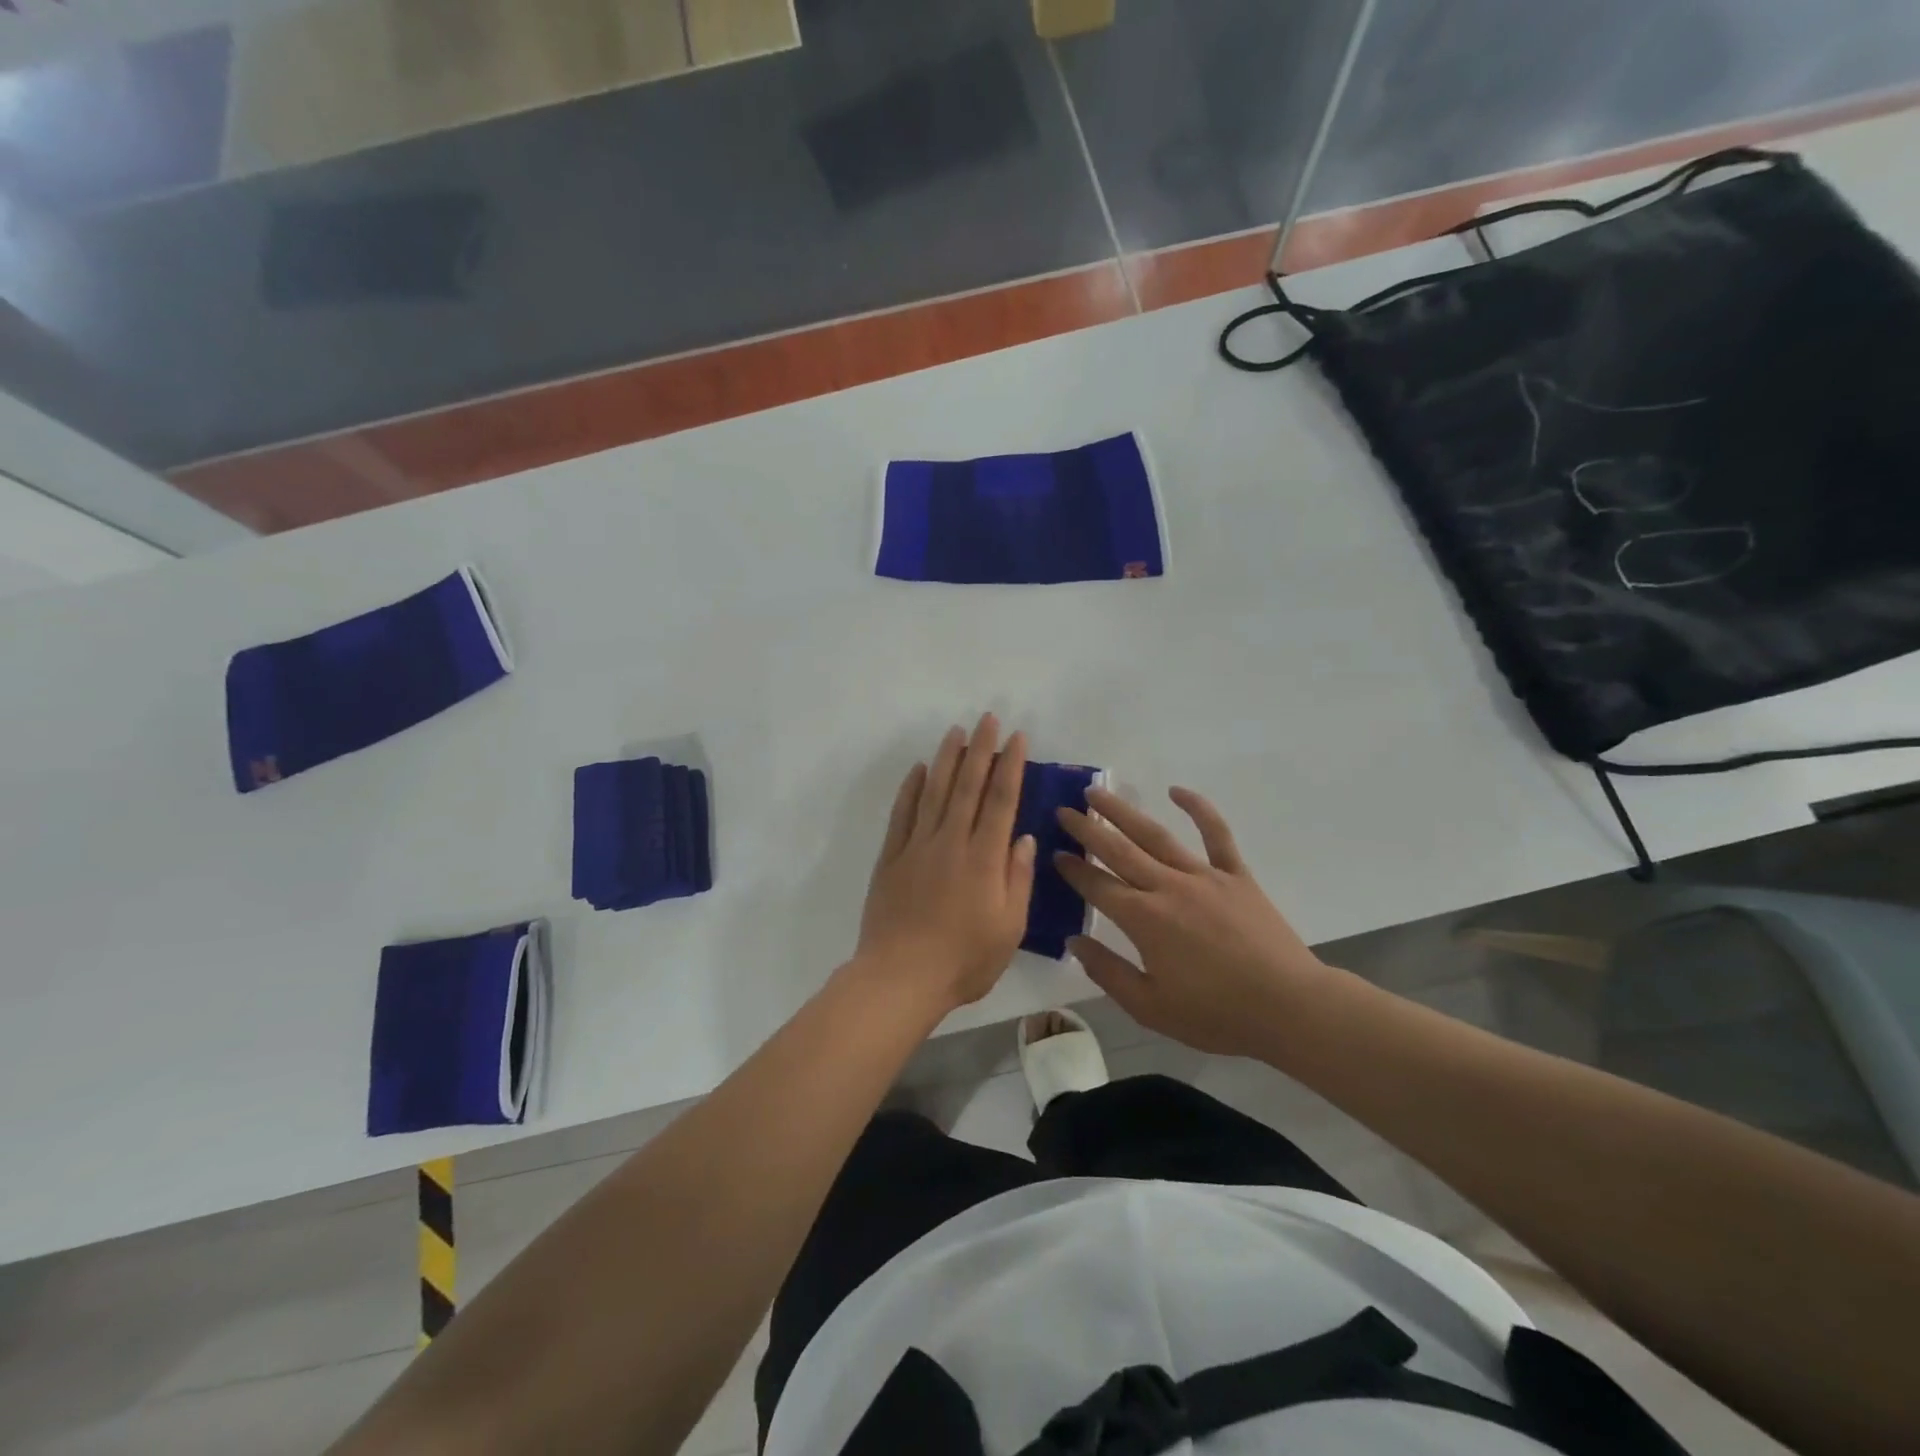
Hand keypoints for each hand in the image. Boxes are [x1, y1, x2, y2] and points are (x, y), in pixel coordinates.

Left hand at [856, 714, 1037, 1015]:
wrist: (900, 978)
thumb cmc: (964, 961)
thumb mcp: (1009, 928)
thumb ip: (1017, 879)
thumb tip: (1022, 838)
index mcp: (984, 859)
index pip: (1000, 800)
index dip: (1010, 766)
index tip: (1017, 737)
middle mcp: (951, 842)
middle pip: (968, 786)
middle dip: (980, 749)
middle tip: (987, 719)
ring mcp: (917, 847)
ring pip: (934, 792)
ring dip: (947, 759)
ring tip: (957, 731)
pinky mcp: (891, 858)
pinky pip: (902, 815)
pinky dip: (911, 789)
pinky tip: (919, 770)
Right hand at [1055, 787, 1333, 1057]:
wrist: (1289, 1008)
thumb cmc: (1216, 1015)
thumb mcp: (1150, 1007)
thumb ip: (1107, 972)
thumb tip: (1074, 942)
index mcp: (1144, 920)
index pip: (1098, 886)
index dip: (1073, 870)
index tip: (1055, 853)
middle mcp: (1167, 887)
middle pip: (1119, 851)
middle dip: (1088, 829)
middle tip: (1064, 810)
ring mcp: (1203, 876)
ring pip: (1155, 835)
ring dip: (1123, 812)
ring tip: (1099, 793)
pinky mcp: (1235, 875)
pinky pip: (1215, 834)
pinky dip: (1198, 808)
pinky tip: (1177, 790)